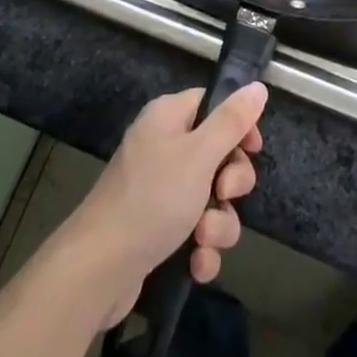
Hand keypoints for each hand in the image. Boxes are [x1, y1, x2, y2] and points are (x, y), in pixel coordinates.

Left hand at [58, 84, 266, 326]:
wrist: (98, 269)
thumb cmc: (152, 199)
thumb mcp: (199, 154)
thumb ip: (231, 121)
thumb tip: (258, 86)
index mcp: (169, 117)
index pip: (214, 105)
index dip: (238, 125)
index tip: (253, 149)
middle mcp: (163, 147)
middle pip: (218, 155)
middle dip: (231, 184)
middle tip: (223, 194)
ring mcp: (159, 191)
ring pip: (211, 199)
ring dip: (217, 224)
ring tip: (203, 240)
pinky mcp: (157, 230)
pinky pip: (195, 232)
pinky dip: (201, 249)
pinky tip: (196, 265)